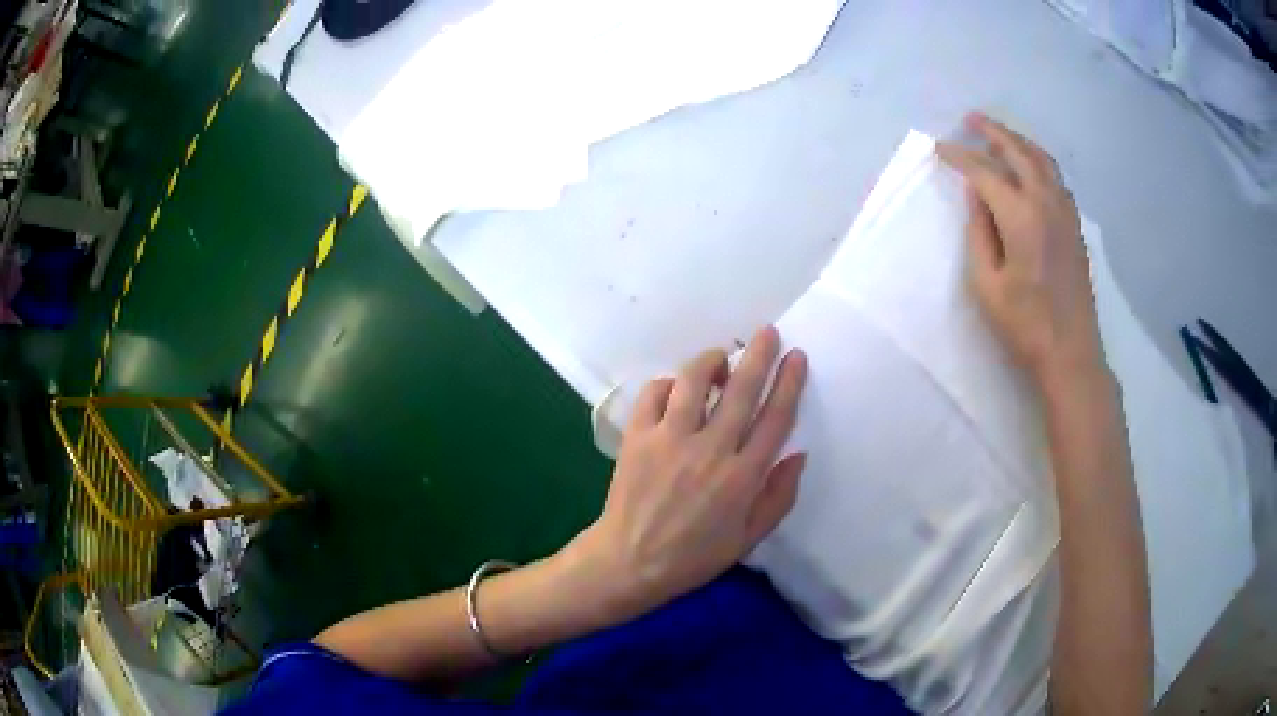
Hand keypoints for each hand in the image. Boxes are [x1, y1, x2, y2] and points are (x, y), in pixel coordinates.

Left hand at [571, 327, 807, 620]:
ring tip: (720, 358)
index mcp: (742, 477)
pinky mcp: (637, 437)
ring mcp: (669, 439)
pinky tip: (675, 389)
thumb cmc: (694, 556)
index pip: (774, 418)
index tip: (796, 357)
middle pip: (741, 389)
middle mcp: (710, 449)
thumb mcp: (748, 538)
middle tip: (767, 332)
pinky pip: (653, 394)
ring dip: (711, 361)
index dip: (789, 383)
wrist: (630, 562)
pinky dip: (667, 384)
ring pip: (693, 381)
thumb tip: (798, 454)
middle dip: (758, 355)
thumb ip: (778, 496)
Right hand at [938, 113, 1105, 393]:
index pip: (984, 171)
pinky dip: (1038, 161)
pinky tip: (1029, 168)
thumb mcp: (986, 283)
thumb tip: (976, 195)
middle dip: (992, 132)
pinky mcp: (1075, 225)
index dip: (960, 156)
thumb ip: (978, 231)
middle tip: (971, 120)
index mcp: (1021, 215)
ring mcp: (1066, 212)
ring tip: (1000, 135)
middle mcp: (1046, 202)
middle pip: (1018, 151)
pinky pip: (1056, 178)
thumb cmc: (1024, 324)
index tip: (940, 148)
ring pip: (1042, 159)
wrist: (1070, 352)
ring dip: (1019, 141)